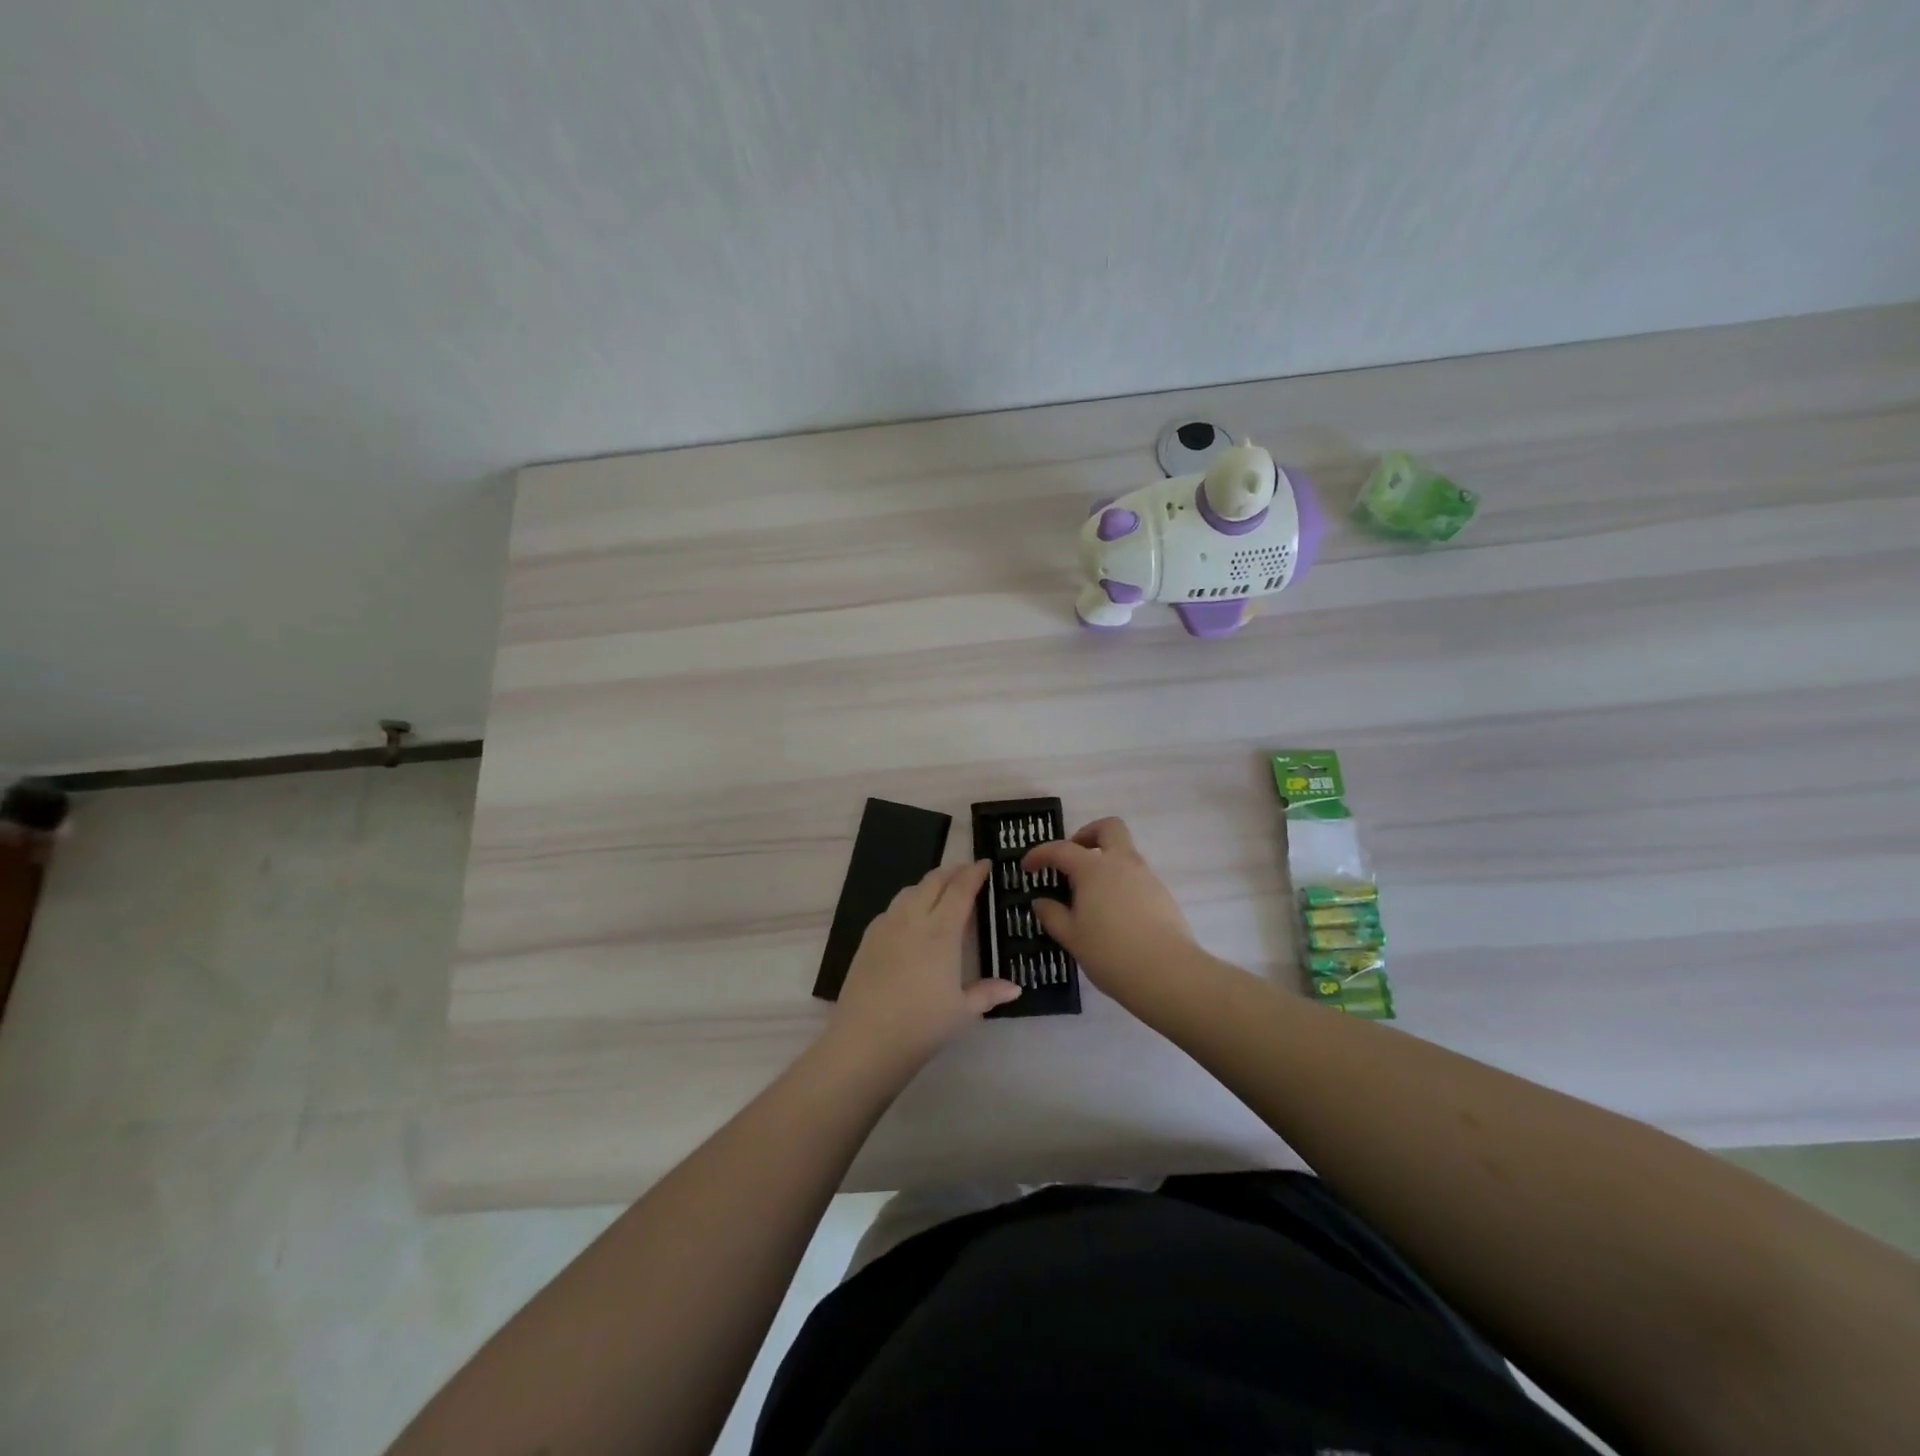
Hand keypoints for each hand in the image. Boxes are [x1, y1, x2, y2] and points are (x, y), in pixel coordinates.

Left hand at [829, 860, 1018, 1074]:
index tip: (985, 863)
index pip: (960, 890)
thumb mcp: (963, 1011)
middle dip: (952, 872)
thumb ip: (988, 993)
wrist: (866, 1040)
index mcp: (941, 931)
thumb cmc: (922, 1025)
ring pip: (909, 891)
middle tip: (966, 872)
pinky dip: (907, 902)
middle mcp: (913, 919)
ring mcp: (886, 927)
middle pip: (933, 882)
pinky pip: (891, 908)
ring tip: (940, 891)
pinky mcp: (867, 939)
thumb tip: (1015, 987)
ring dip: (928, 884)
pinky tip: (910, 917)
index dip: (974, 873)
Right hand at [1023, 818, 1196, 997]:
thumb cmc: (1110, 953)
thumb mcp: (1072, 937)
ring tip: (1089, 895)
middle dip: (1087, 834)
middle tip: (1072, 859)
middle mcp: (1122, 863)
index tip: (1027, 867)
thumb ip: (1053, 915)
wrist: (1168, 974)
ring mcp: (1146, 876)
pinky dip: (1120, 882)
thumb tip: (1041, 902)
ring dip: (1105, 861)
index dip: (1040, 854)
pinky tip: (1113, 912)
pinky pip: (1137, 876)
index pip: (1061, 849)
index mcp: (1094, 868)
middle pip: (1108, 828)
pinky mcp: (1162, 894)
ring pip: (1125, 852)